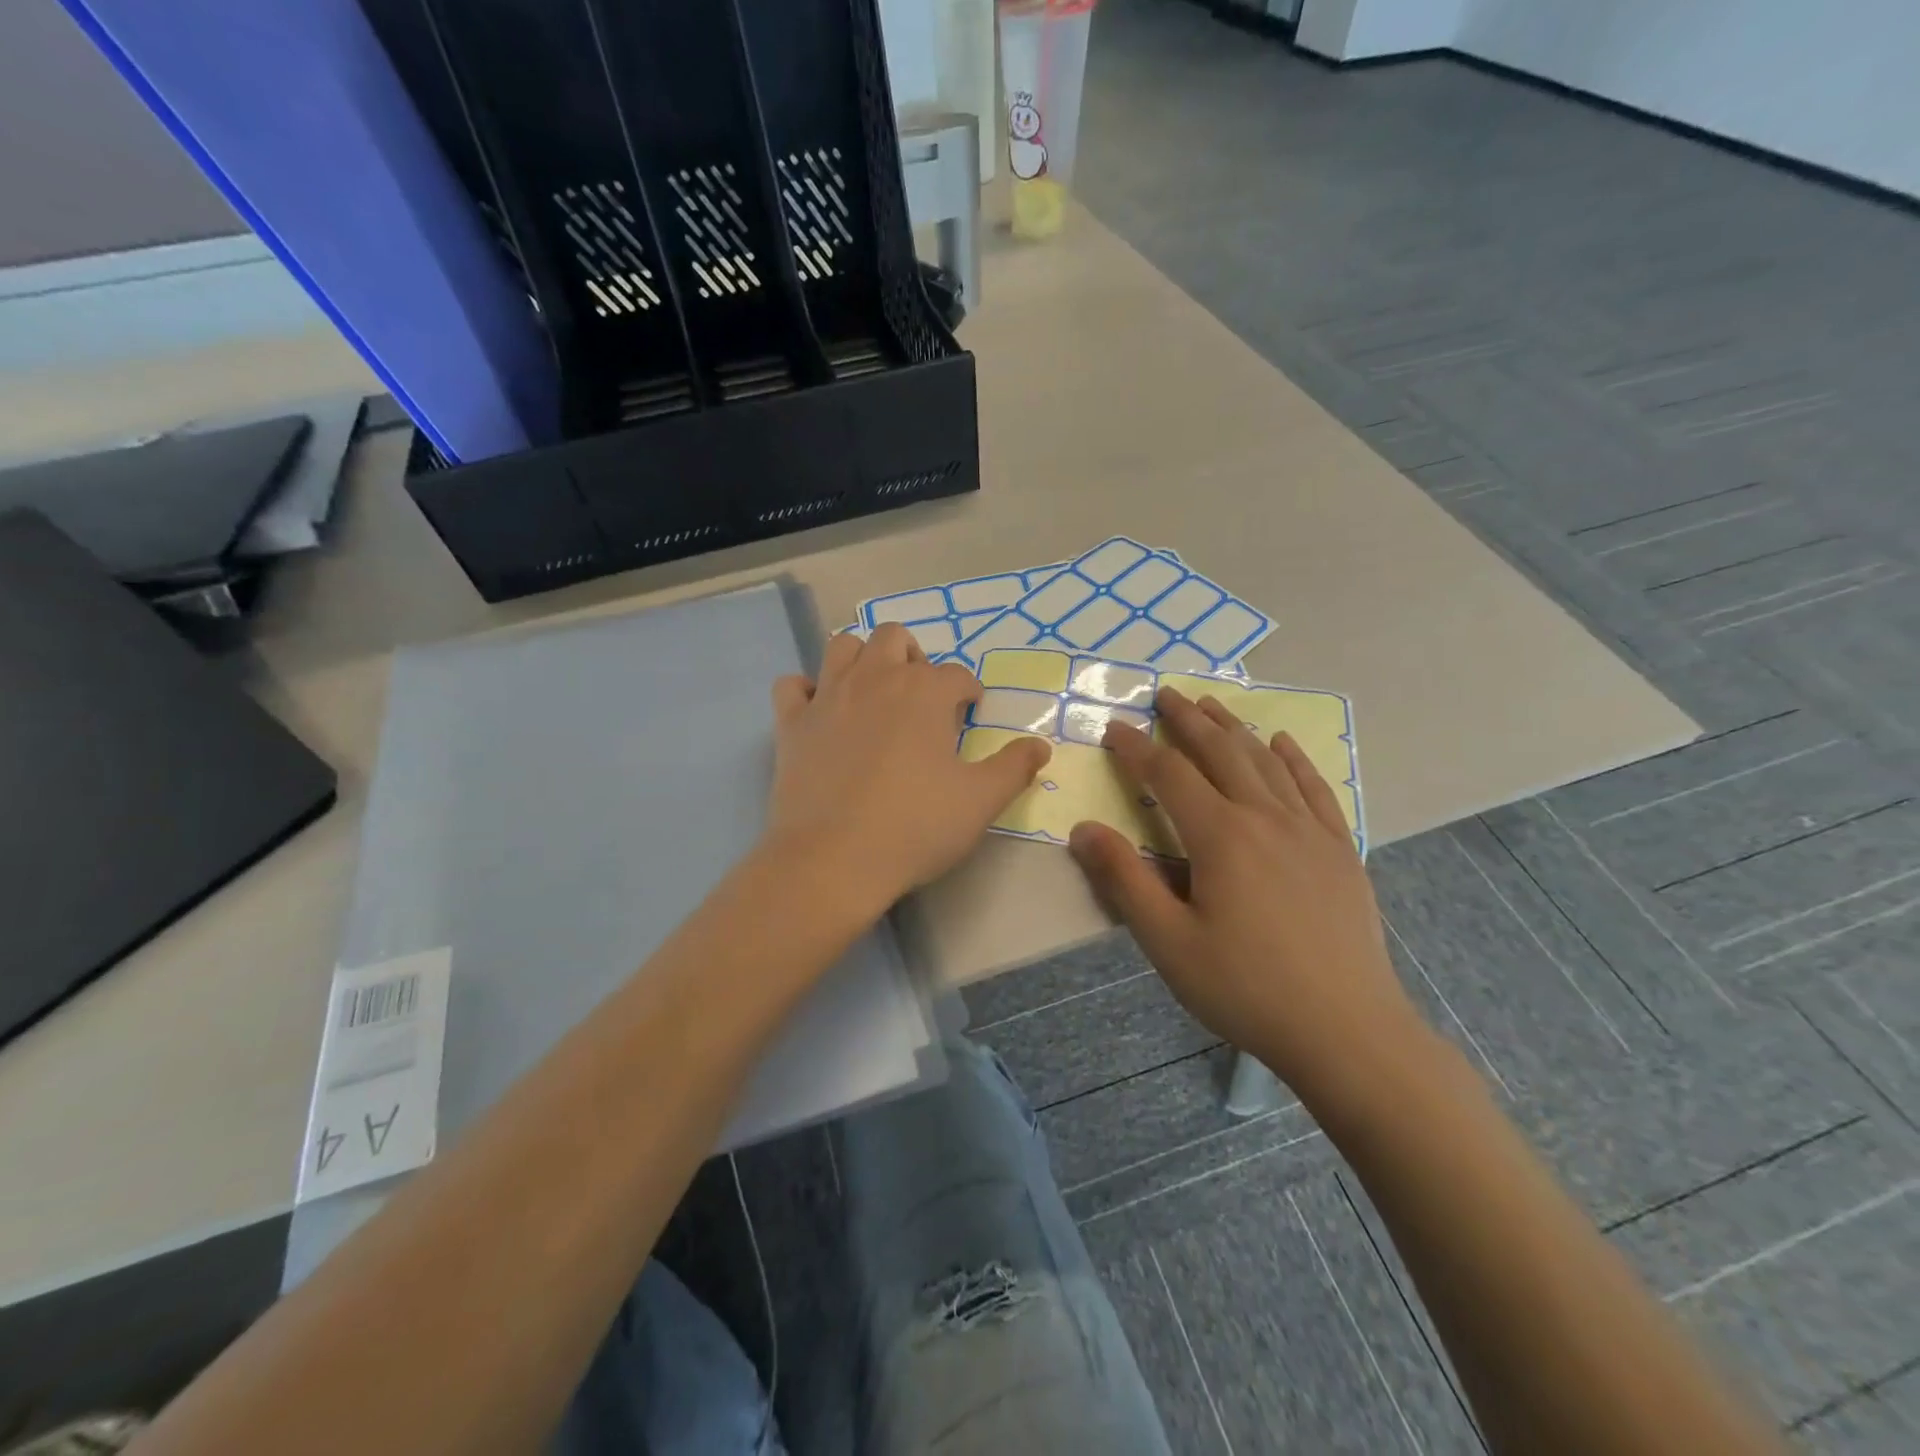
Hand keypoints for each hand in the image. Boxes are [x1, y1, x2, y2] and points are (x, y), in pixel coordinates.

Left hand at [765, 624, 1051, 914]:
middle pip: (895, 638)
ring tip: (874, 692)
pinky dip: (807, 691)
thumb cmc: (915, 827)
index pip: (956, 675)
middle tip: (922, 696)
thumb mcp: (980, 802)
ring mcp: (827, 697)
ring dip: (862, 659)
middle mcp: (875, 679)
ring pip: (843, 646)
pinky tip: (821, 712)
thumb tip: (1039, 746)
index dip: (969, 691)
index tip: (971, 712)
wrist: (833, 860)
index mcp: (924, 692)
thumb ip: (1014, 768)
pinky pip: (793, 685)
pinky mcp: (791, 724)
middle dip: (914, 658)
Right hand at [1068, 689, 1429, 1107]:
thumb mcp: (1168, 942)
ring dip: (1234, 728)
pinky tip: (1282, 743)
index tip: (1114, 728)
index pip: (1169, 775)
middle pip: (1221, 752)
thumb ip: (1124, 880)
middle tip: (1164, 694)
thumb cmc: (1246, 988)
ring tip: (1212, 705)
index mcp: (1221, 836)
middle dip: (1188, 720)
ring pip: (1266, 761)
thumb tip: (1084, 829)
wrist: (1347, 1030)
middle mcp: (1266, 818)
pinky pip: (1314, 787)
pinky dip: (1293, 759)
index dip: (1137, 748)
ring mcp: (1309, 830)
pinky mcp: (1339, 849)